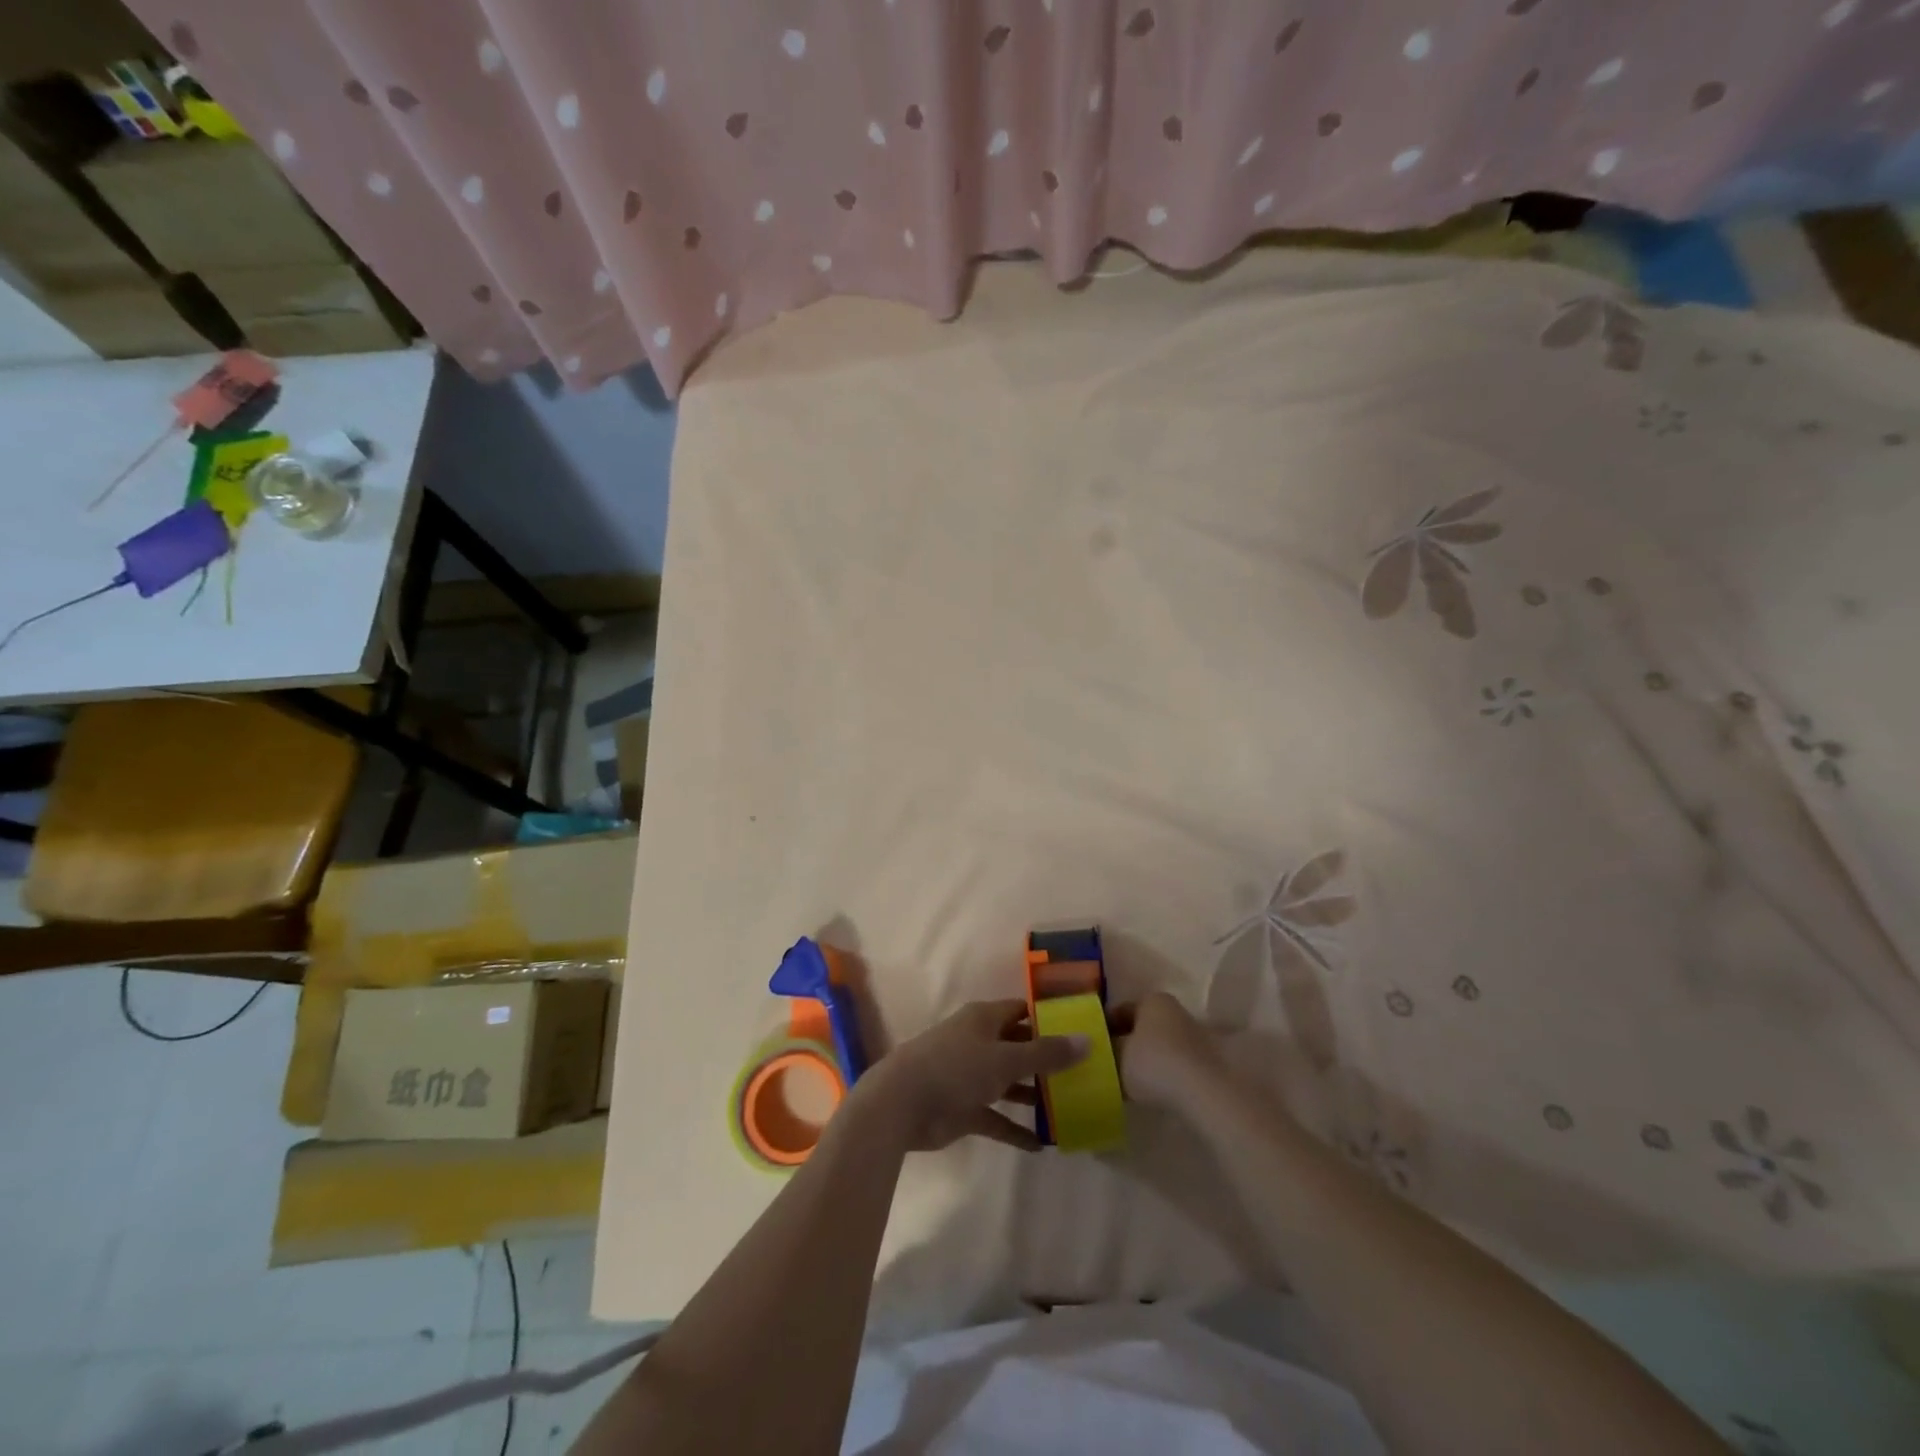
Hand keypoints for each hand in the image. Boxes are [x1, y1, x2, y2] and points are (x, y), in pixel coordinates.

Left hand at [860, 999, 1086, 1152]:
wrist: (901, 1104)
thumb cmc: (955, 1068)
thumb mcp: (1006, 1058)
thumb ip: (1047, 1054)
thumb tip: (1088, 1040)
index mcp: (985, 1019)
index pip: (1022, 1011)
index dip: (1049, 1018)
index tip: (1080, 1029)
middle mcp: (978, 1043)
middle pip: (1017, 1047)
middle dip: (1045, 1060)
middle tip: (1083, 1073)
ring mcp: (969, 1077)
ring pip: (1008, 1083)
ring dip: (1033, 1095)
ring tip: (1070, 1108)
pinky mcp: (963, 1109)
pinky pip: (996, 1118)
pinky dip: (1015, 1130)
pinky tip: (1043, 1146)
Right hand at [1110, 992, 1226, 1112]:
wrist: (1202, 1093)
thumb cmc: (1153, 1063)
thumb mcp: (1117, 1056)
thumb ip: (1105, 1049)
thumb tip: (1099, 1049)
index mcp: (1152, 1000)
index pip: (1121, 1009)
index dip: (1104, 1026)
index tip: (1093, 1045)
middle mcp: (1175, 1011)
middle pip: (1142, 1026)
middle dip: (1125, 1042)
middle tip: (1107, 1062)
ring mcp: (1194, 1035)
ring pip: (1158, 1045)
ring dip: (1144, 1059)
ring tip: (1126, 1080)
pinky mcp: (1205, 1061)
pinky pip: (1174, 1063)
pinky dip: (1161, 1073)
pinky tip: (1150, 1090)